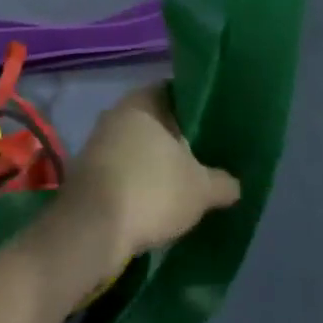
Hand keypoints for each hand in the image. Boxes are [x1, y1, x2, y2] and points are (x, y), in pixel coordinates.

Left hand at [57, 85, 239, 277]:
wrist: (91, 230)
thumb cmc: (151, 191)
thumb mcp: (201, 189)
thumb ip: (222, 182)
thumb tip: (235, 184)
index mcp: (141, 102)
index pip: (172, 91)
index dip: (194, 106)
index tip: (214, 123)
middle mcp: (115, 115)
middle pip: (154, 121)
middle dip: (177, 138)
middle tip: (205, 155)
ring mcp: (97, 144)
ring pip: (137, 147)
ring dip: (156, 163)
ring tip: (184, 182)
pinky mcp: (87, 174)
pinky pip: (122, 170)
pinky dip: (139, 181)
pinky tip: (157, 201)